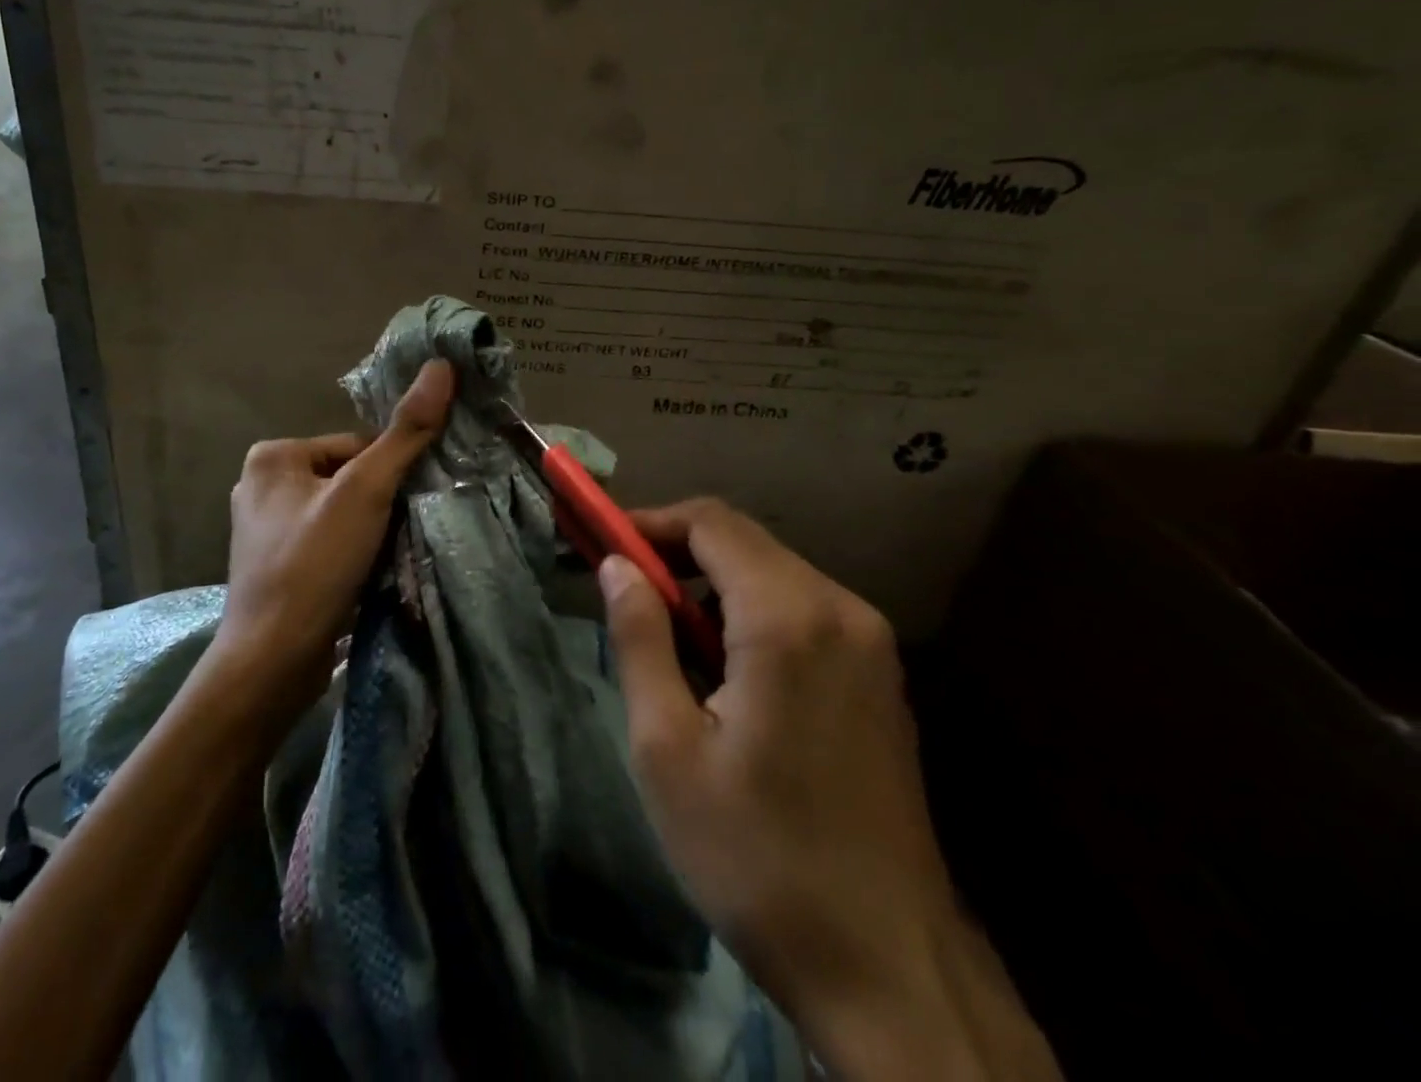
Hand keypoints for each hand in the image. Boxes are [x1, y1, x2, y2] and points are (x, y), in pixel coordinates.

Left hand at [215, 359, 454, 728]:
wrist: (271, 664)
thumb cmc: (313, 565)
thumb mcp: (365, 492)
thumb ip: (406, 432)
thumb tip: (441, 366)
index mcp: (273, 455)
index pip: (356, 446)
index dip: (389, 475)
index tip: (401, 510)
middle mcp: (261, 485)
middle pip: (350, 480)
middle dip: (380, 506)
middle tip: (395, 538)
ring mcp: (265, 531)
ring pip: (342, 514)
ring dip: (370, 533)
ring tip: (381, 562)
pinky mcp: (274, 568)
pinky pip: (327, 544)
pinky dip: (351, 557)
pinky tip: (363, 580)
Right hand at [599, 499, 1057, 1079]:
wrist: (889, 970)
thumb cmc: (757, 856)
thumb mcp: (667, 749)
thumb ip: (639, 638)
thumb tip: (616, 566)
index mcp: (788, 618)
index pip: (710, 522)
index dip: (649, 522)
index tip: (601, 544)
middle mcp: (840, 610)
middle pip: (743, 542)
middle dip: (676, 553)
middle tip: (622, 592)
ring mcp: (871, 643)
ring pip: (773, 574)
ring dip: (711, 587)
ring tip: (665, 640)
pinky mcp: (880, 676)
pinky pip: (803, 611)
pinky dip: (750, 614)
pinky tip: (725, 672)